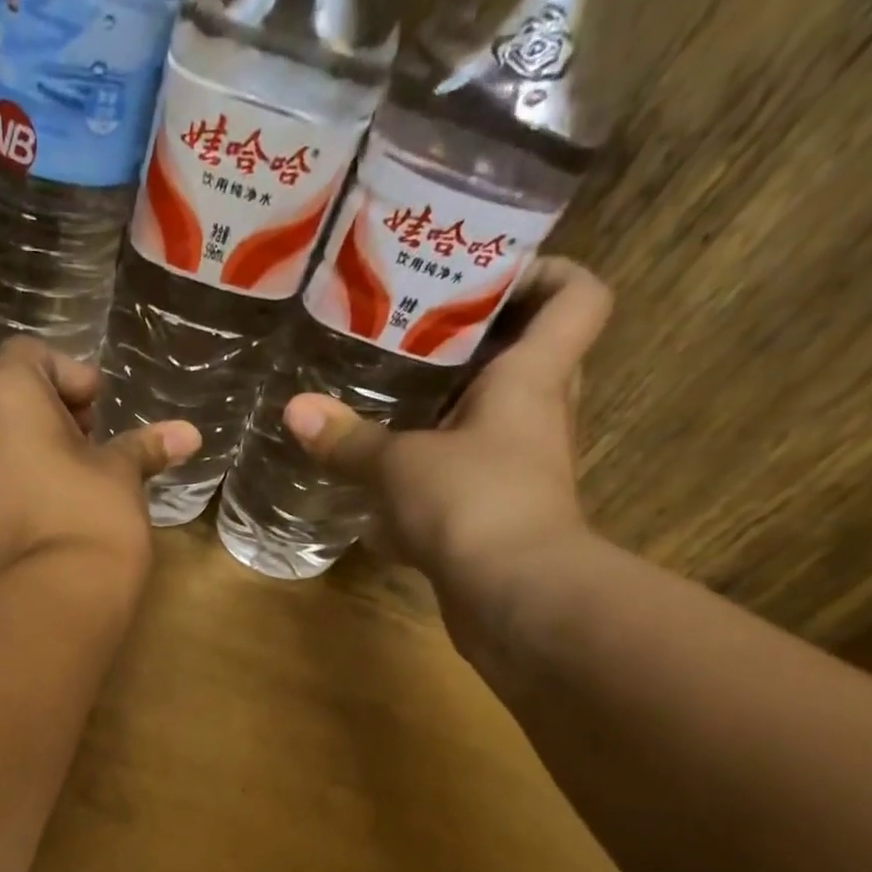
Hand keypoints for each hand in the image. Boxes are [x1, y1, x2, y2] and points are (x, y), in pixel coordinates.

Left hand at [0, 337, 200, 588]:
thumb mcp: (122, 473)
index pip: (29, 355)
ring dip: (14, 446)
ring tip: (57, 477)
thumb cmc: (93, 513)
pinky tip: (34, 516)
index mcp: (2, 391)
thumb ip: (146, 446)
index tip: (97, 407)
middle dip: (37, 408)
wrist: (55, 597)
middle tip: (78, 437)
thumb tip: (189, 434)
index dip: (69, 375)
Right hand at [282, 258, 613, 598]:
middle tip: (414, 336)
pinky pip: (463, 482)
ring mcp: (518, 473)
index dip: (547, 273)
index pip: (577, 298)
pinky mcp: (495, 519)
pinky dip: (426, 481)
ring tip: (387, 403)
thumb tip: (295, 409)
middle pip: (528, 359)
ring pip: (489, 425)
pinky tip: (378, 489)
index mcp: (532, 379)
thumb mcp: (398, 464)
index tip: (487, 274)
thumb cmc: (473, 502)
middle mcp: (536, 418)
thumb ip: (348, 439)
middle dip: (478, 344)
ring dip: (446, 415)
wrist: (513, 597)